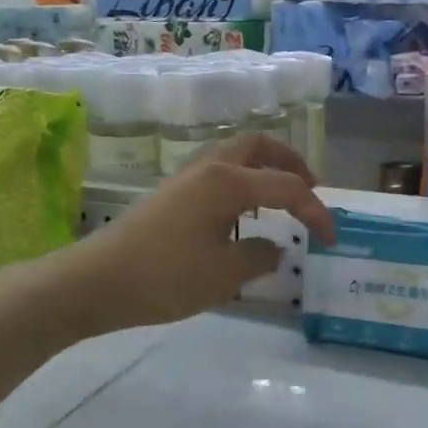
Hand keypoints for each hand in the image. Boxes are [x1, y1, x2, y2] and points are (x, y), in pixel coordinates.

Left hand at [55, 133, 335, 331]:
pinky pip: (217, 175)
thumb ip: (260, 257)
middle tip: (309, 189)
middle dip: (290, 162)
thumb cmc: (166, 276)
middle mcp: (209, 169)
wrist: (97, 281)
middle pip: (258, 146)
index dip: (315, 210)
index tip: (331, 239)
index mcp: (228, 182)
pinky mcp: (170, 195)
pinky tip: (240, 218)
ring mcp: (185, 179)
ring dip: (263, 170)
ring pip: (234, 157)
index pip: (286, 186)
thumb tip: (275, 248)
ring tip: (278, 202)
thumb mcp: (224, 275)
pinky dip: (241, 184)